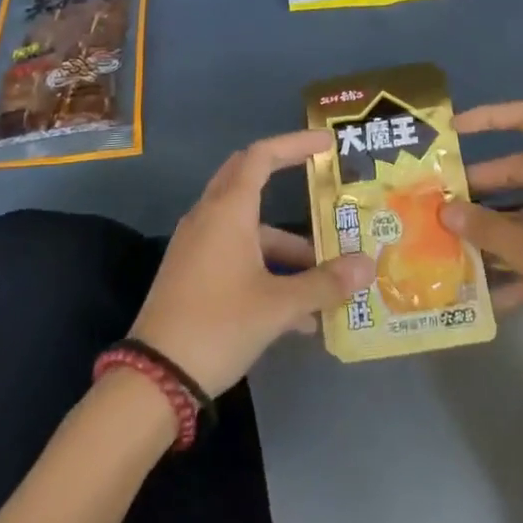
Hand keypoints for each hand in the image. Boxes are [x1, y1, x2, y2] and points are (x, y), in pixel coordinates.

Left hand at [130, 131, 375, 395]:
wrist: (155, 379)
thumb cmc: (219, 325)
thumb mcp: (278, 306)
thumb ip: (324, 284)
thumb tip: (368, 266)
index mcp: (228, 211)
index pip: (262, 156)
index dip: (295, 145)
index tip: (326, 144)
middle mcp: (209, 218)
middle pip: (248, 180)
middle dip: (286, 180)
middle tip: (322, 184)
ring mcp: (197, 247)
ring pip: (248, 229)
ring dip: (286, 247)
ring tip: (326, 280)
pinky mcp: (192, 275)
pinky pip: (236, 256)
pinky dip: (267, 271)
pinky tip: (298, 316)